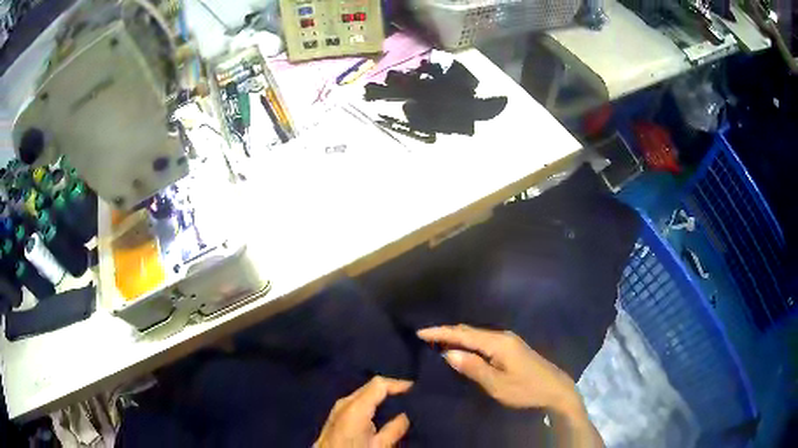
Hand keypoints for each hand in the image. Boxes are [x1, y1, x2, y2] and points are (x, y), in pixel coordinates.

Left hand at [314, 376, 412, 447]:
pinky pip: (357, 403)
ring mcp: (337, 409)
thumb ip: (394, 429)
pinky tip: (381, 413)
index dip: (399, 383)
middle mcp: (344, 403)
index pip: (379, 383)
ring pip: (363, 394)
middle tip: (411, 396)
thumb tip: (406, 415)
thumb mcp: (379, 446)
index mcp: (355, 406)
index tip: (416, 388)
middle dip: (390, 389)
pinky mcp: (336, 417)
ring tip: (400, 403)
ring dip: (381, 396)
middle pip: (370, 386)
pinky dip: (371, 403)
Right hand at [417, 325, 580, 412]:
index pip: (463, 334)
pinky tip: (462, 346)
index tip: (420, 332)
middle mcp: (502, 336)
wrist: (555, 389)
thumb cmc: (525, 389)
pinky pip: (483, 340)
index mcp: (498, 343)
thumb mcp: (497, 384)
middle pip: (469, 331)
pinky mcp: (511, 347)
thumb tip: (448, 352)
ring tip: (437, 340)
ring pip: (476, 334)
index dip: (441, 332)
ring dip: (457, 336)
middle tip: (424, 336)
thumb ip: (473, 367)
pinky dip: (468, 341)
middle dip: (446, 332)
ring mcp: (508, 340)